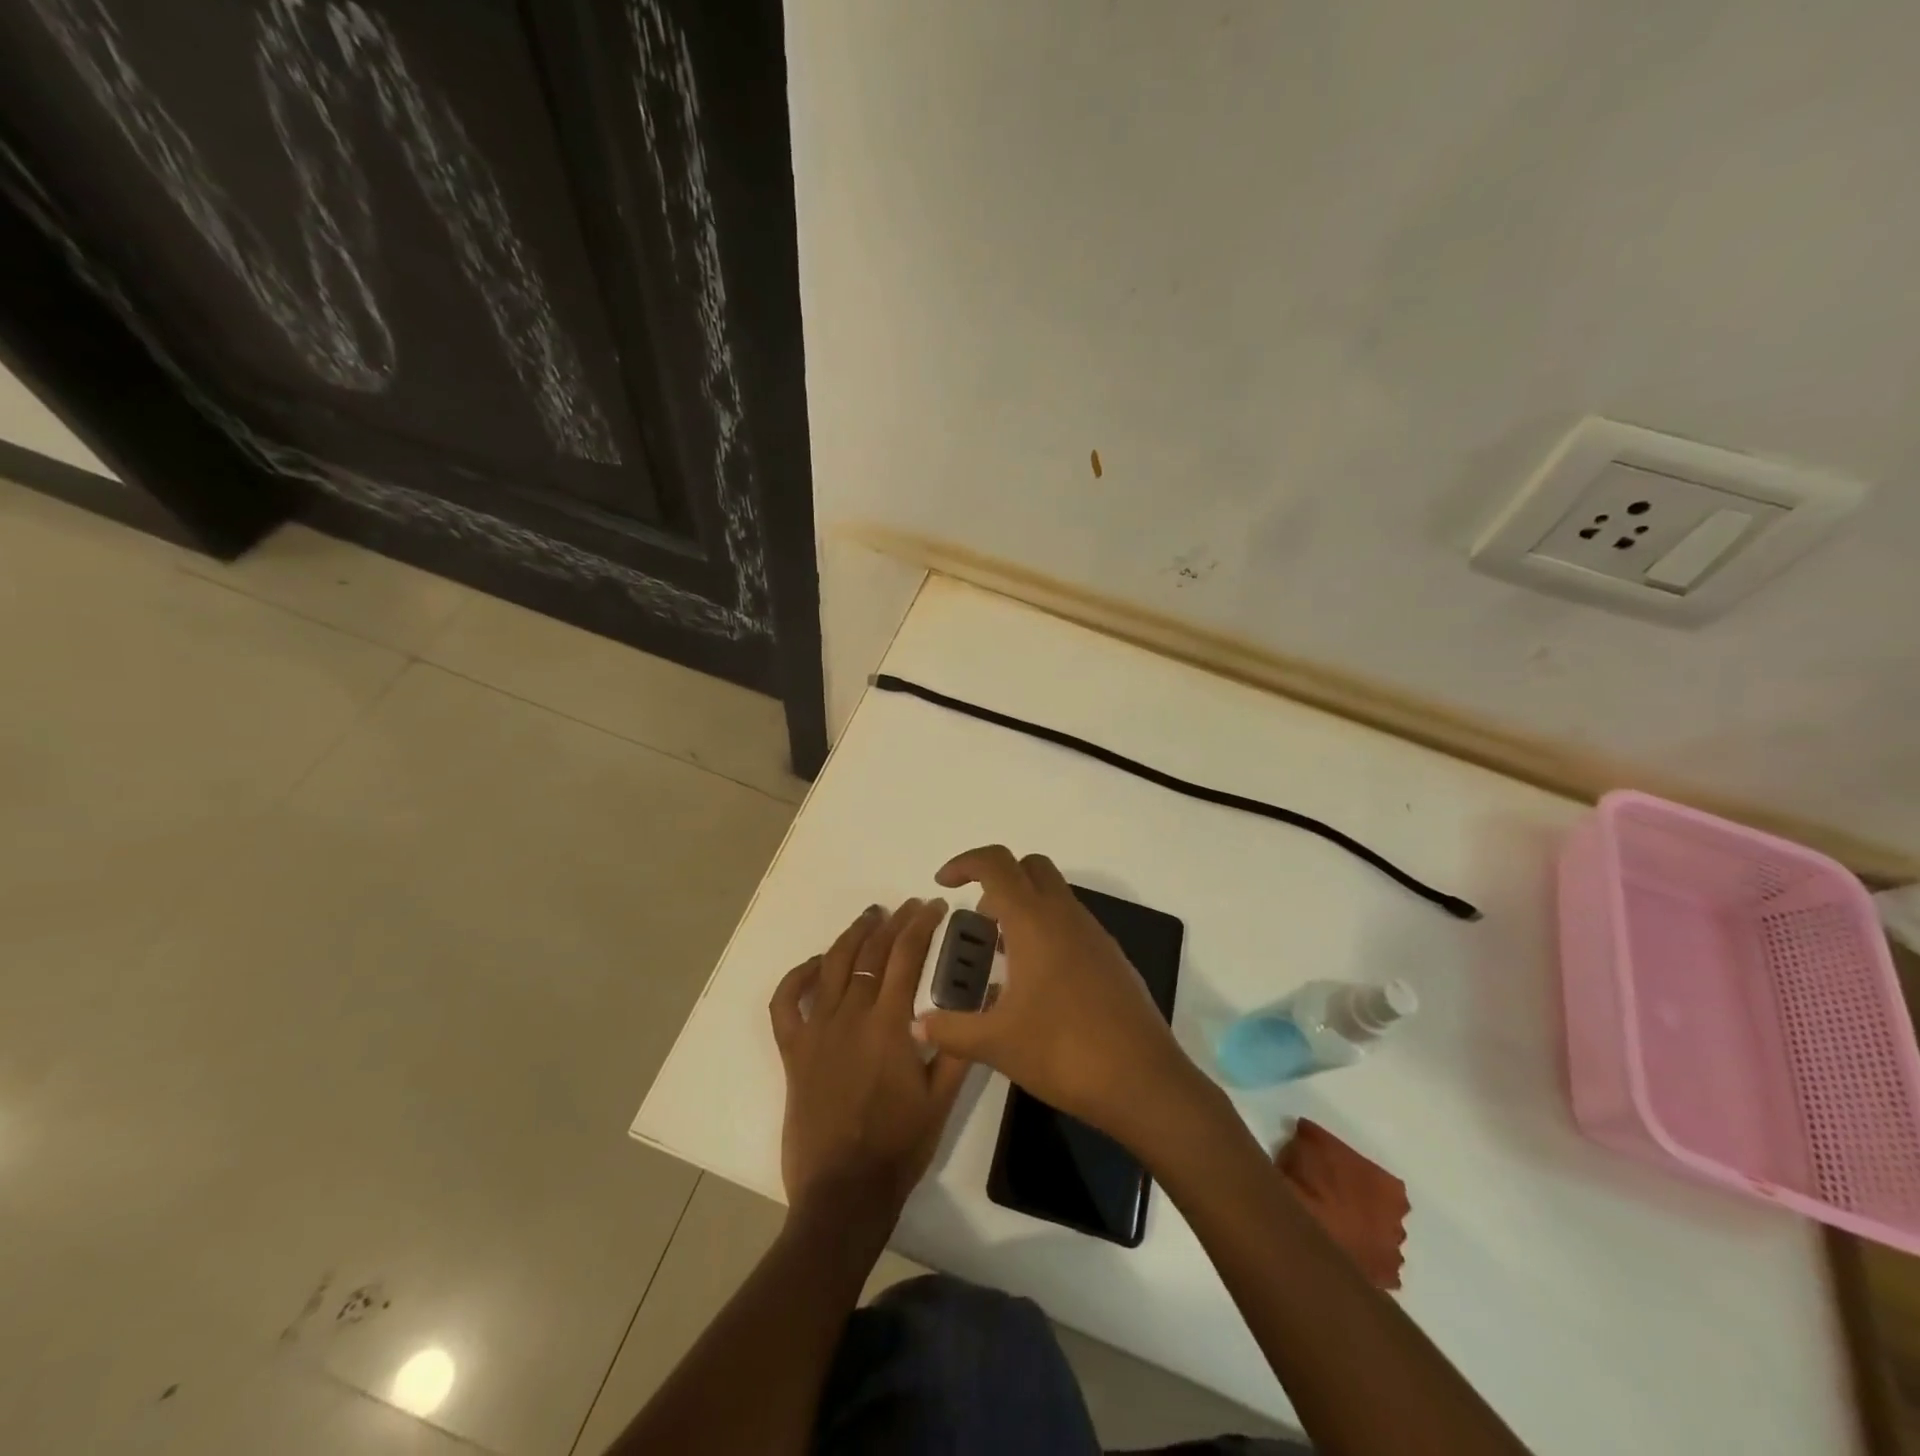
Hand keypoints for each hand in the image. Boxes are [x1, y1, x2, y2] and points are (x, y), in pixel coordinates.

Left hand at [769, 899, 969, 1222]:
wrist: (844, 1193)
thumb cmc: (899, 1146)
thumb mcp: (942, 1099)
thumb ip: (961, 1045)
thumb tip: (983, 995)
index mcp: (889, 1023)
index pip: (906, 955)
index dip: (922, 924)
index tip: (935, 906)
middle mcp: (851, 1015)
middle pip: (872, 952)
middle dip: (893, 922)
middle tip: (910, 906)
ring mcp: (817, 1030)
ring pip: (832, 965)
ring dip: (853, 935)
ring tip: (870, 916)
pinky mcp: (793, 1051)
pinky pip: (786, 1003)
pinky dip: (797, 977)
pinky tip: (815, 964)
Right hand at [913, 846, 1196, 1140]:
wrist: (1143, 1080)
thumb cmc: (1064, 1051)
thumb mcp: (997, 1043)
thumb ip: (951, 1030)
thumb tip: (916, 1026)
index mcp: (1034, 921)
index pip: (996, 863)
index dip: (965, 863)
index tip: (944, 883)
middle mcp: (1066, 915)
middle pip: (1030, 866)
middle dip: (998, 879)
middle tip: (979, 921)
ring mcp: (1094, 934)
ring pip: (1055, 894)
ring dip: (1024, 907)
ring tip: (1003, 957)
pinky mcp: (1111, 957)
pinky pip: (1072, 923)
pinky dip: (1048, 930)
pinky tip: (1038, 982)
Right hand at [1279, 1119, 1409, 1290]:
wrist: (1304, 1234)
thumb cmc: (1309, 1182)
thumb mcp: (1305, 1143)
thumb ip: (1314, 1139)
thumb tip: (1309, 1134)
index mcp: (1389, 1187)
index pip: (1377, 1178)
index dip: (1353, 1175)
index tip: (1332, 1173)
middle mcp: (1399, 1222)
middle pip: (1382, 1211)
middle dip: (1363, 1207)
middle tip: (1332, 1201)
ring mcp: (1392, 1256)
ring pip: (1379, 1241)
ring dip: (1362, 1235)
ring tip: (1333, 1230)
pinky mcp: (1380, 1283)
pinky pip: (1371, 1269)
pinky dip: (1358, 1262)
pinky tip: (1337, 1253)